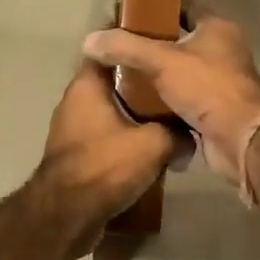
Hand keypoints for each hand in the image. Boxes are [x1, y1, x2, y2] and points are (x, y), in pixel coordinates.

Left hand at [33, 60, 179, 254]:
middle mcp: (75, 101)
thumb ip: (177, 133)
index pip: (109, 48)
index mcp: (87, 85)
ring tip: (168, 117)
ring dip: (134, 114)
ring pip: (111, 110)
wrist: (66, 216)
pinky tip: (149, 149)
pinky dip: (124, 139)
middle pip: (113, 81)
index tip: (159, 42)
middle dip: (141, 83)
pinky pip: (105, 136)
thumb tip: (192, 136)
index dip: (133, 43)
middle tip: (173, 82)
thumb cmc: (105, 165)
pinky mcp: (75, 155)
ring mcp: (72, 129)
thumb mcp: (153, 145)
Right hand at [82, 10, 259, 181]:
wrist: (241, 139)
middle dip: (149, 42)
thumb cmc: (208, 86)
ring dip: (154, 73)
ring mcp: (218, 80)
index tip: (126, 10)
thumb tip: (89, 40)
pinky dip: (162, 99)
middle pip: (178, 39)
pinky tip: (135, 101)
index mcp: (216, 27)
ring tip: (119, 72)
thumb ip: (126, 47)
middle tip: (117, 43)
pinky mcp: (212, 108)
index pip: (183, 5)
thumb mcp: (162, 60)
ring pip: (178, 70)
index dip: (155, 4)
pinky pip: (181, 97)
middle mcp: (221, 49)